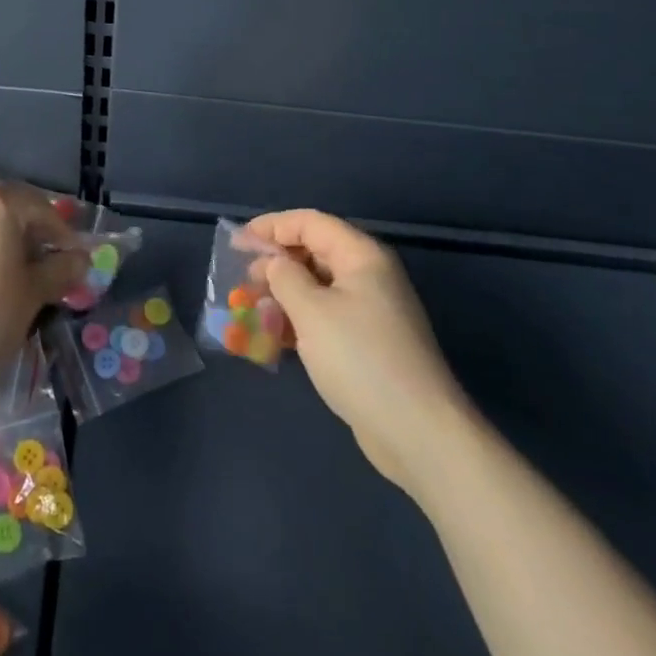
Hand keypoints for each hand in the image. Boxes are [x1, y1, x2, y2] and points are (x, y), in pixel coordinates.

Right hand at [248, 209, 467, 494]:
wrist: (418, 433)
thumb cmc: (361, 359)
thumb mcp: (311, 311)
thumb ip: (284, 277)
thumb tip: (273, 263)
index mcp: (361, 256)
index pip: (309, 223)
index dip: (271, 227)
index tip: (237, 242)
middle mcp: (369, 275)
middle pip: (314, 252)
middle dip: (276, 262)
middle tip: (242, 279)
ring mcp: (371, 311)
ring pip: (318, 287)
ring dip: (284, 294)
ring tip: (252, 309)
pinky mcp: (368, 343)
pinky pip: (326, 317)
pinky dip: (299, 321)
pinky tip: (275, 337)